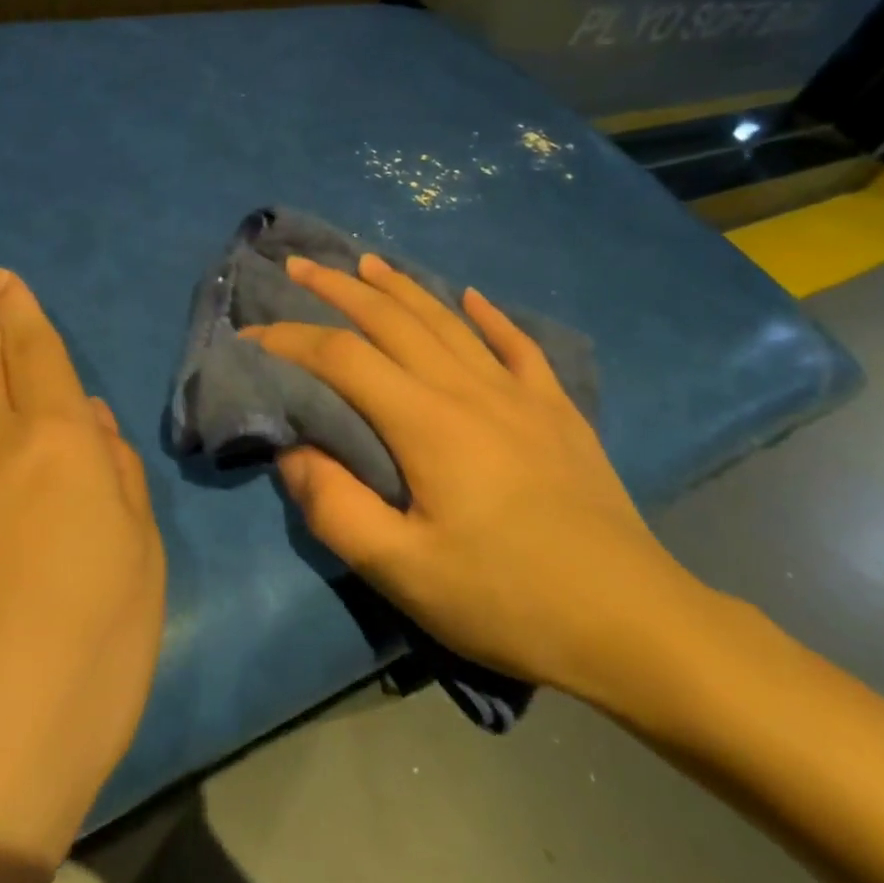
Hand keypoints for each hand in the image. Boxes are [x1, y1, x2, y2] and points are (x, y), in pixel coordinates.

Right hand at [242, 253, 708, 711]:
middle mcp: (468, 388)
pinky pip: (518, 346)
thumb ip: (335, 508)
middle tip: (300, 265)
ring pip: (447, 320)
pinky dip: (490, 317)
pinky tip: (473, 297)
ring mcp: (519, 393)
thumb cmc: (508, 598)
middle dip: (339, 288)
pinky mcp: (557, 410)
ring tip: (368, 261)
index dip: (290, 339)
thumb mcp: (404, 572)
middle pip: (392, 319)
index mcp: (426, 421)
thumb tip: (291, 451)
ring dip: (401, 287)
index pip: (342, 358)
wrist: (632, 621)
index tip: (251, 335)